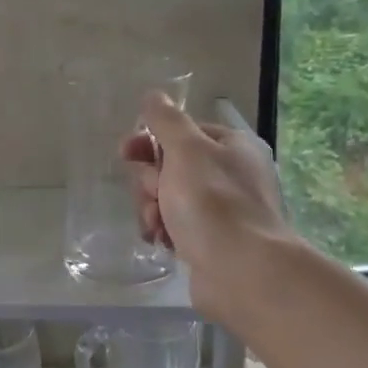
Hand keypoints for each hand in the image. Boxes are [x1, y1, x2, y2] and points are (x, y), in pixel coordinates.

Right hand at [122, 93, 286, 327]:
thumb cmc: (213, 202)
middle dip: (151, 181)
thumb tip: (154, 96)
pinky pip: (176, 227)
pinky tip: (161, 241)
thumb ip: (166, 121)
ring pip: (170, 199)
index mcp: (233, 147)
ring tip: (156, 225)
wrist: (242, 271)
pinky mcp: (213, 242)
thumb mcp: (186, 150)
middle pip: (172, 167)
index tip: (125, 153)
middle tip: (154, 195)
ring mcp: (223, 211)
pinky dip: (163, 231)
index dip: (151, 141)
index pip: (183, 133)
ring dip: (153, 208)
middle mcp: (231, 175)